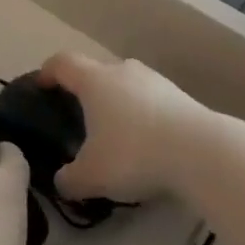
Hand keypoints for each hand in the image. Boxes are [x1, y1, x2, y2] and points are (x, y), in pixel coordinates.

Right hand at [40, 52, 213, 203]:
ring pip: (126, 85)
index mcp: (93, 80)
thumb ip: (68, 180)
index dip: (47, 72)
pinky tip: (149, 145)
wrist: (203, 152)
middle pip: (96, 71)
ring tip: (117, 134)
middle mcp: (122, 71)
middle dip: (85, 91)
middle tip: (81, 119)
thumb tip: (62, 182)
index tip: (41, 87)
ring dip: (118, 104)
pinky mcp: (182, 97)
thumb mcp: (91, 176)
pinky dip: (144, 116)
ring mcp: (155, 81)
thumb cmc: (134, 153)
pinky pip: (152, 101)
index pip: (61, 62)